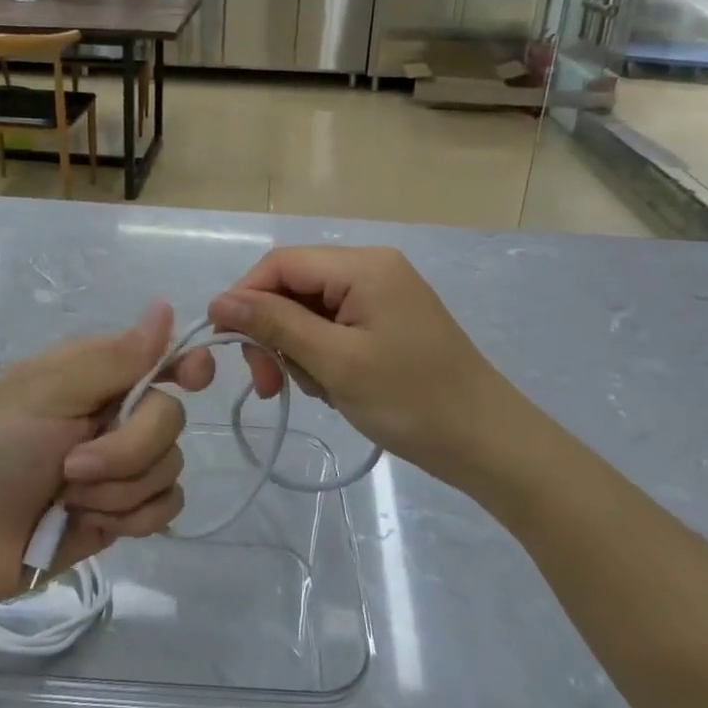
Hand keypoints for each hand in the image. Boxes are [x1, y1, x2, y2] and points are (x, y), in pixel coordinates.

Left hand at [0, 301, 214, 604]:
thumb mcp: (45, 393)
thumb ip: (113, 358)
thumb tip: (165, 307)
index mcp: (96, 375)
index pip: (160, 357)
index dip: (185, 365)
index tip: (192, 379)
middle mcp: (116, 413)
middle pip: (170, 419)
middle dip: (127, 450)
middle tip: (73, 465)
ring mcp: (123, 465)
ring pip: (171, 466)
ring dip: (119, 490)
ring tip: (69, 498)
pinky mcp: (126, 511)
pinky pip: (166, 507)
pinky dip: (131, 518)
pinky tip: (90, 521)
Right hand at [207, 246, 529, 491]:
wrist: (489, 443)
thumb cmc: (412, 401)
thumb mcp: (335, 362)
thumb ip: (275, 325)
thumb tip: (219, 301)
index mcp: (363, 266)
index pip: (281, 264)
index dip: (245, 298)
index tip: (225, 345)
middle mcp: (371, 268)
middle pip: (293, 286)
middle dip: (273, 332)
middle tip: (269, 386)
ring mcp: (381, 294)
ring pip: (309, 310)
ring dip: (296, 349)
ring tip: (315, 391)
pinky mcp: (387, 320)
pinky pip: (333, 326)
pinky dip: (320, 355)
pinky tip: (332, 387)